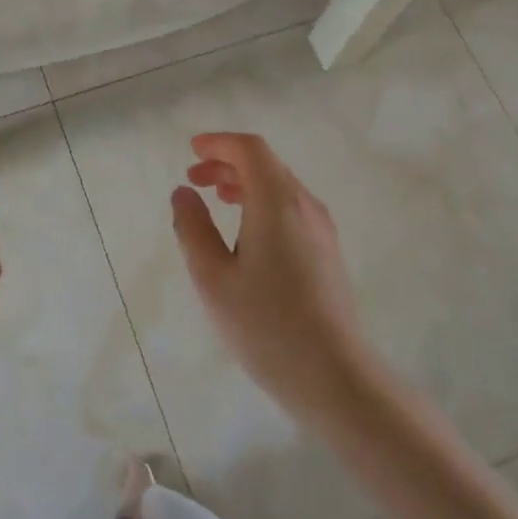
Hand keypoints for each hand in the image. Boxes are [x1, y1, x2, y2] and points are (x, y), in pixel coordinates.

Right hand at [170, 133, 374, 424]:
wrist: (333, 374)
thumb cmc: (265, 324)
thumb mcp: (213, 278)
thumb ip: (193, 229)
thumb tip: (184, 193)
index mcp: (277, 203)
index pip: (251, 150)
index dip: (219, 143)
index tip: (192, 150)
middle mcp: (305, 206)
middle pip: (267, 165)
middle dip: (228, 163)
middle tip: (194, 178)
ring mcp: (321, 229)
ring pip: (280, 187)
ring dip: (245, 183)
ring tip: (215, 198)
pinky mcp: (327, 252)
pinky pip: (291, 208)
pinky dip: (262, 202)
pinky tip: (245, 231)